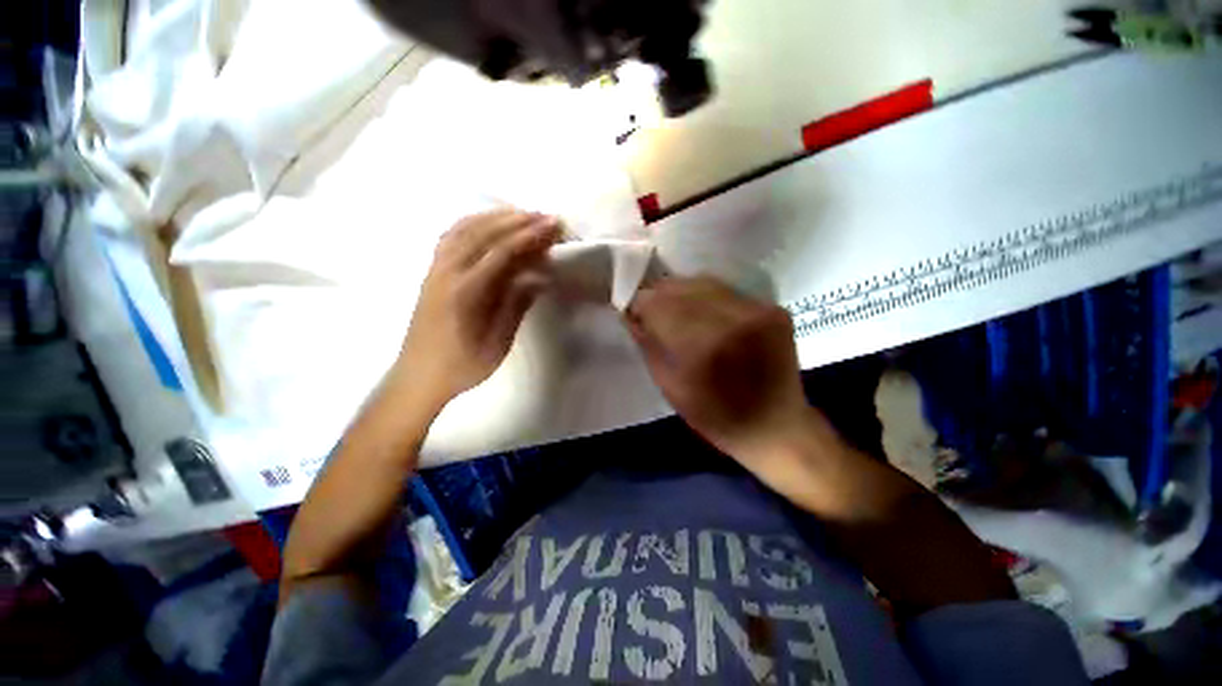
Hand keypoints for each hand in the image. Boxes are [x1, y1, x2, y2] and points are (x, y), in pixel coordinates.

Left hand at [396, 210, 560, 412]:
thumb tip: (539, 278)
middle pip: (483, 233)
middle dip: (517, 220)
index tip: (553, 226)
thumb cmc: (462, 365)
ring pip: (464, 229)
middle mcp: (447, 272)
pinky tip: (487, 223)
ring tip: (522, 214)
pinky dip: (472, 223)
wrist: (418, 376)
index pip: (502, 252)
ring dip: (495, 217)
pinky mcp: (431, 272)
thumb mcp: (498, 342)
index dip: (529, 236)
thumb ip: (516, 305)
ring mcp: (435, 269)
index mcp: (466, 292)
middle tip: (545, 216)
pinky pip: (451, 237)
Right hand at [625, 276, 812, 463]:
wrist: (777, 427)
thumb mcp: (671, 388)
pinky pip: (727, 291)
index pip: (660, 306)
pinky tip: (702, 312)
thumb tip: (630, 316)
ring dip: (682, 292)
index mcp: (703, 348)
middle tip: (650, 308)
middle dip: (659, 295)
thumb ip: (649, 346)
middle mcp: (733, 321)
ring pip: (705, 283)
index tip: (632, 311)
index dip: (641, 304)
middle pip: (682, 288)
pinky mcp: (774, 309)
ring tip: (673, 308)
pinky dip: (707, 297)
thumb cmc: (716, 418)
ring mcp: (758, 311)